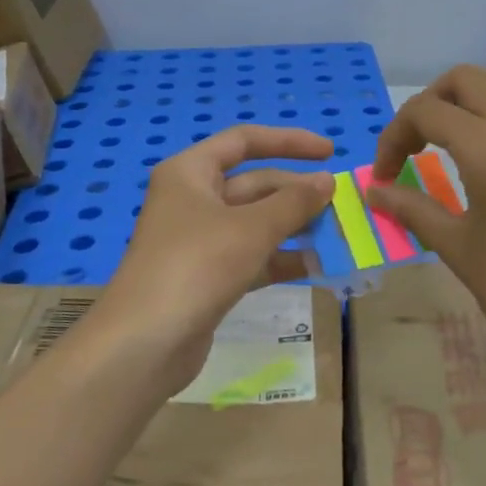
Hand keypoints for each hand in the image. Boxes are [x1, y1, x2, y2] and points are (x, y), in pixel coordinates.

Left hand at [101, 125, 334, 392]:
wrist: (144, 344)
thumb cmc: (195, 267)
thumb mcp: (251, 229)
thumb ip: (293, 202)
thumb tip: (327, 181)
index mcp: (190, 172)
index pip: (244, 141)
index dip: (289, 142)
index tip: (329, 152)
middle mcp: (192, 199)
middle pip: (254, 184)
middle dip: (296, 192)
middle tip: (341, 204)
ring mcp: (198, 240)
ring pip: (255, 222)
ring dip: (294, 226)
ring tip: (338, 234)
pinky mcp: (207, 276)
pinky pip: (251, 256)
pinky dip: (280, 258)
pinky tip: (316, 266)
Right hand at [365, 66, 485, 374]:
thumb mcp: (454, 245)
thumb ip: (411, 208)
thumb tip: (374, 191)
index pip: (425, 112)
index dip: (394, 137)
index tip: (385, 176)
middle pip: (463, 80)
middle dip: (427, 105)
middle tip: (413, 147)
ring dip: (467, 96)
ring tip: (448, 136)